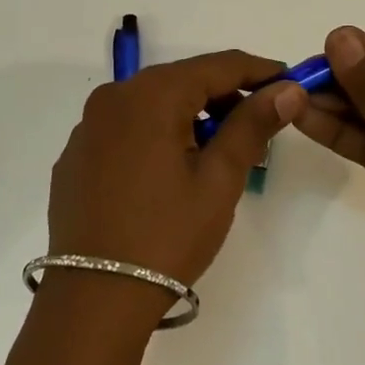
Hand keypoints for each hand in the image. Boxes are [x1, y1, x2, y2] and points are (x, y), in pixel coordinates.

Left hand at [47, 51, 307, 302]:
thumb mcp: (218, 180)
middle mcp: (113, 98)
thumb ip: (252, 125)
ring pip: (151, 104)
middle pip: (181, 81)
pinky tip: (169, 171)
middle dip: (224, 96)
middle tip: (259, 124)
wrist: (94, 299)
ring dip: (189, 116)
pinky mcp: (76, 156)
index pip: (217, 65)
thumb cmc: (166, 235)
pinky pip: (125, 129)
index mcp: (151, 95)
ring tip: (218, 151)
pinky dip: (155, 135)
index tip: (289, 81)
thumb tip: (288, 89)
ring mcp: (88, 127)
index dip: (257, 70)